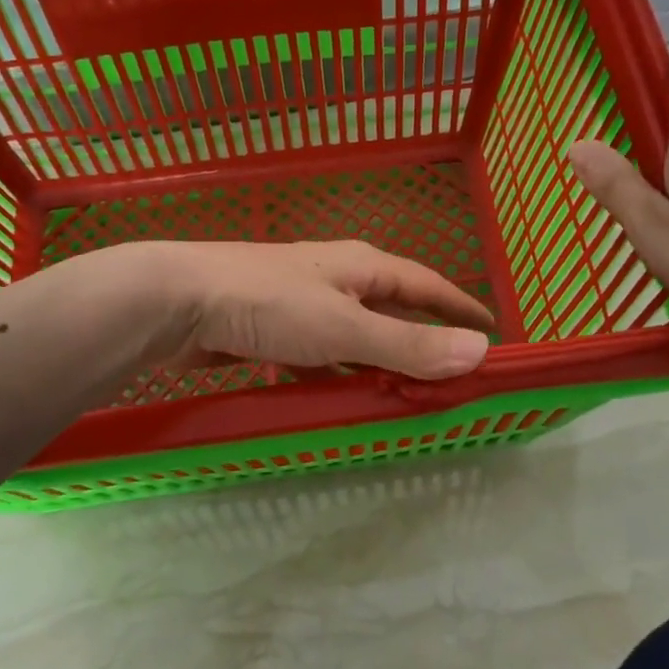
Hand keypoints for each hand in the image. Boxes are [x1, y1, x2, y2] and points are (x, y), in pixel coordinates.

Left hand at [141, 240, 494, 379]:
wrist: (177, 301)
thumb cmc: (268, 305)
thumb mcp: (345, 328)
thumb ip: (408, 344)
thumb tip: (480, 351)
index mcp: (363, 267)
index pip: (428, 285)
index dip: (461, 307)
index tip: (492, 330)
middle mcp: (338, 279)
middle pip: (394, 312)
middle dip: (423, 342)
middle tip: (452, 379)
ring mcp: (304, 304)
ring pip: (357, 338)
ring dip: (381, 364)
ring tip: (405, 398)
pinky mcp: (275, 330)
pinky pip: (322, 357)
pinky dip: (339, 377)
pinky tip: (341, 400)